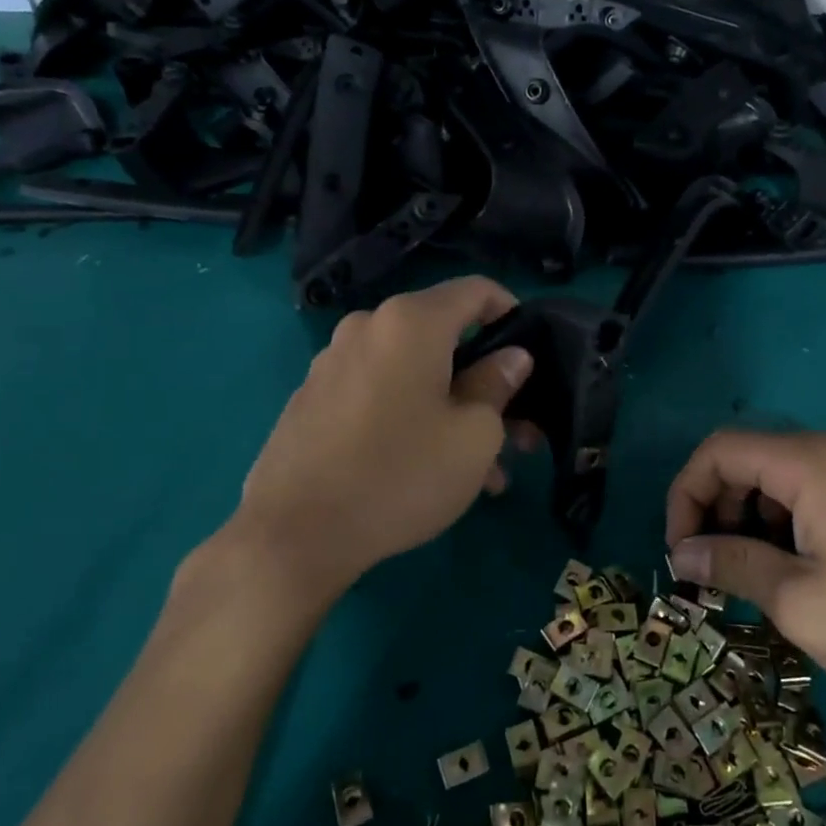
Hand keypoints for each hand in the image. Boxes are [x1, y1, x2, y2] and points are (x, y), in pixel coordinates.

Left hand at [224, 276, 532, 598]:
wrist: (293, 536)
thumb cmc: (400, 474)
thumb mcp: (474, 436)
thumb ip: (498, 385)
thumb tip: (510, 357)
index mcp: (411, 322)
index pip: (476, 290)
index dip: (512, 311)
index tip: (532, 353)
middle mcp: (367, 327)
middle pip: (444, 337)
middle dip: (485, 380)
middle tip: (515, 432)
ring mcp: (333, 363)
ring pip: (412, 372)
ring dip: (451, 408)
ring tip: (479, 470)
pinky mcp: (312, 399)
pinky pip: (378, 392)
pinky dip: (411, 416)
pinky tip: (426, 469)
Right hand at [665, 431, 825, 708]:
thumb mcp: (796, 599)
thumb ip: (730, 565)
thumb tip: (680, 555)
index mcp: (807, 461)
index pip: (719, 451)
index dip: (686, 495)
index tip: (681, 553)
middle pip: (744, 461)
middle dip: (714, 511)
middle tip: (710, 572)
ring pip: (772, 481)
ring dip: (744, 523)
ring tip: (746, 579)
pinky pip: (803, 495)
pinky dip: (778, 527)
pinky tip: (785, 574)